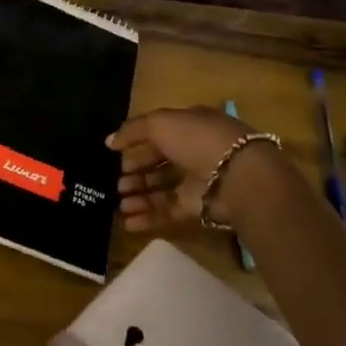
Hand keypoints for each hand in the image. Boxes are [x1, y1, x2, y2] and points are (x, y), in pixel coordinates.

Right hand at [107, 106, 282, 232]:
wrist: (237, 176)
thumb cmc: (198, 140)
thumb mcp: (161, 123)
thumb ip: (133, 130)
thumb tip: (109, 142)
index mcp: (190, 126)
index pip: (159, 135)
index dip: (137, 145)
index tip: (116, 156)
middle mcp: (194, 153)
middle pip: (158, 164)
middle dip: (136, 174)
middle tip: (117, 184)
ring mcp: (197, 182)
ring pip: (161, 190)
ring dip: (139, 197)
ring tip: (120, 204)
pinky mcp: (198, 208)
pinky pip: (168, 212)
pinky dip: (148, 217)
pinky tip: (128, 222)